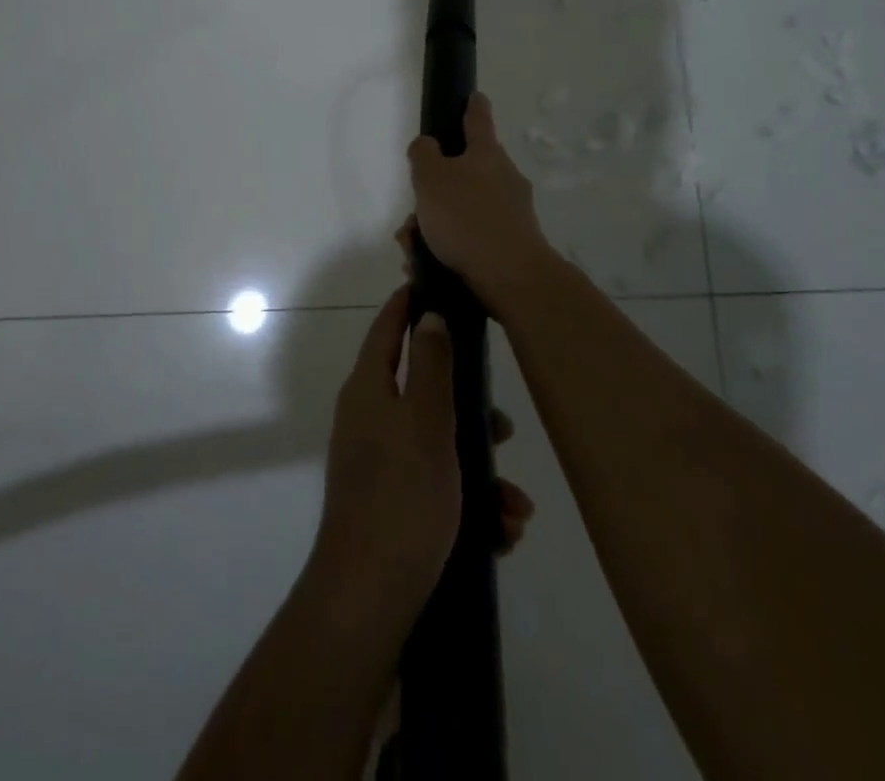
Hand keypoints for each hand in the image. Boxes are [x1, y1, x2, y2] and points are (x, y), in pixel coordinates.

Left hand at [313, 287, 534, 627]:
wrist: (370, 599)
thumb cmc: (402, 497)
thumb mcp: (427, 422)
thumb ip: (431, 366)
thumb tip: (428, 315)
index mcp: (369, 390)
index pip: (387, 328)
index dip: (408, 304)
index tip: (435, 285)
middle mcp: (369, 419)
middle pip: (423, 390)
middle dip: (470, 408)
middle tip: (504, 427)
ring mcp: (378, 464)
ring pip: (439, 445)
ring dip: (481, 470)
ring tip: (515, 506)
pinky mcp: (392, 504)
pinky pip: (436, 486)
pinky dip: (470, 503)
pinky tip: (501, 532)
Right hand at [406, 93, 554, 307]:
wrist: (510, 277)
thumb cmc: (466, 217)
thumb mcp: (430, 177)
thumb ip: (423, 154)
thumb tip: (428, 145)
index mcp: (486, 154)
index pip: (478, 120)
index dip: (473, 106)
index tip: (474, 96)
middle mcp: (504, 178)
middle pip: (463, 174)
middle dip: (432, 194)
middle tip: (411, 217)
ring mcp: (511, 213)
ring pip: (462, 211)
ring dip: (434, 227)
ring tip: (412, 250)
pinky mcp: (511, 245)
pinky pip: (471, 239)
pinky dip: (448, 249)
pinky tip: (427, 267)